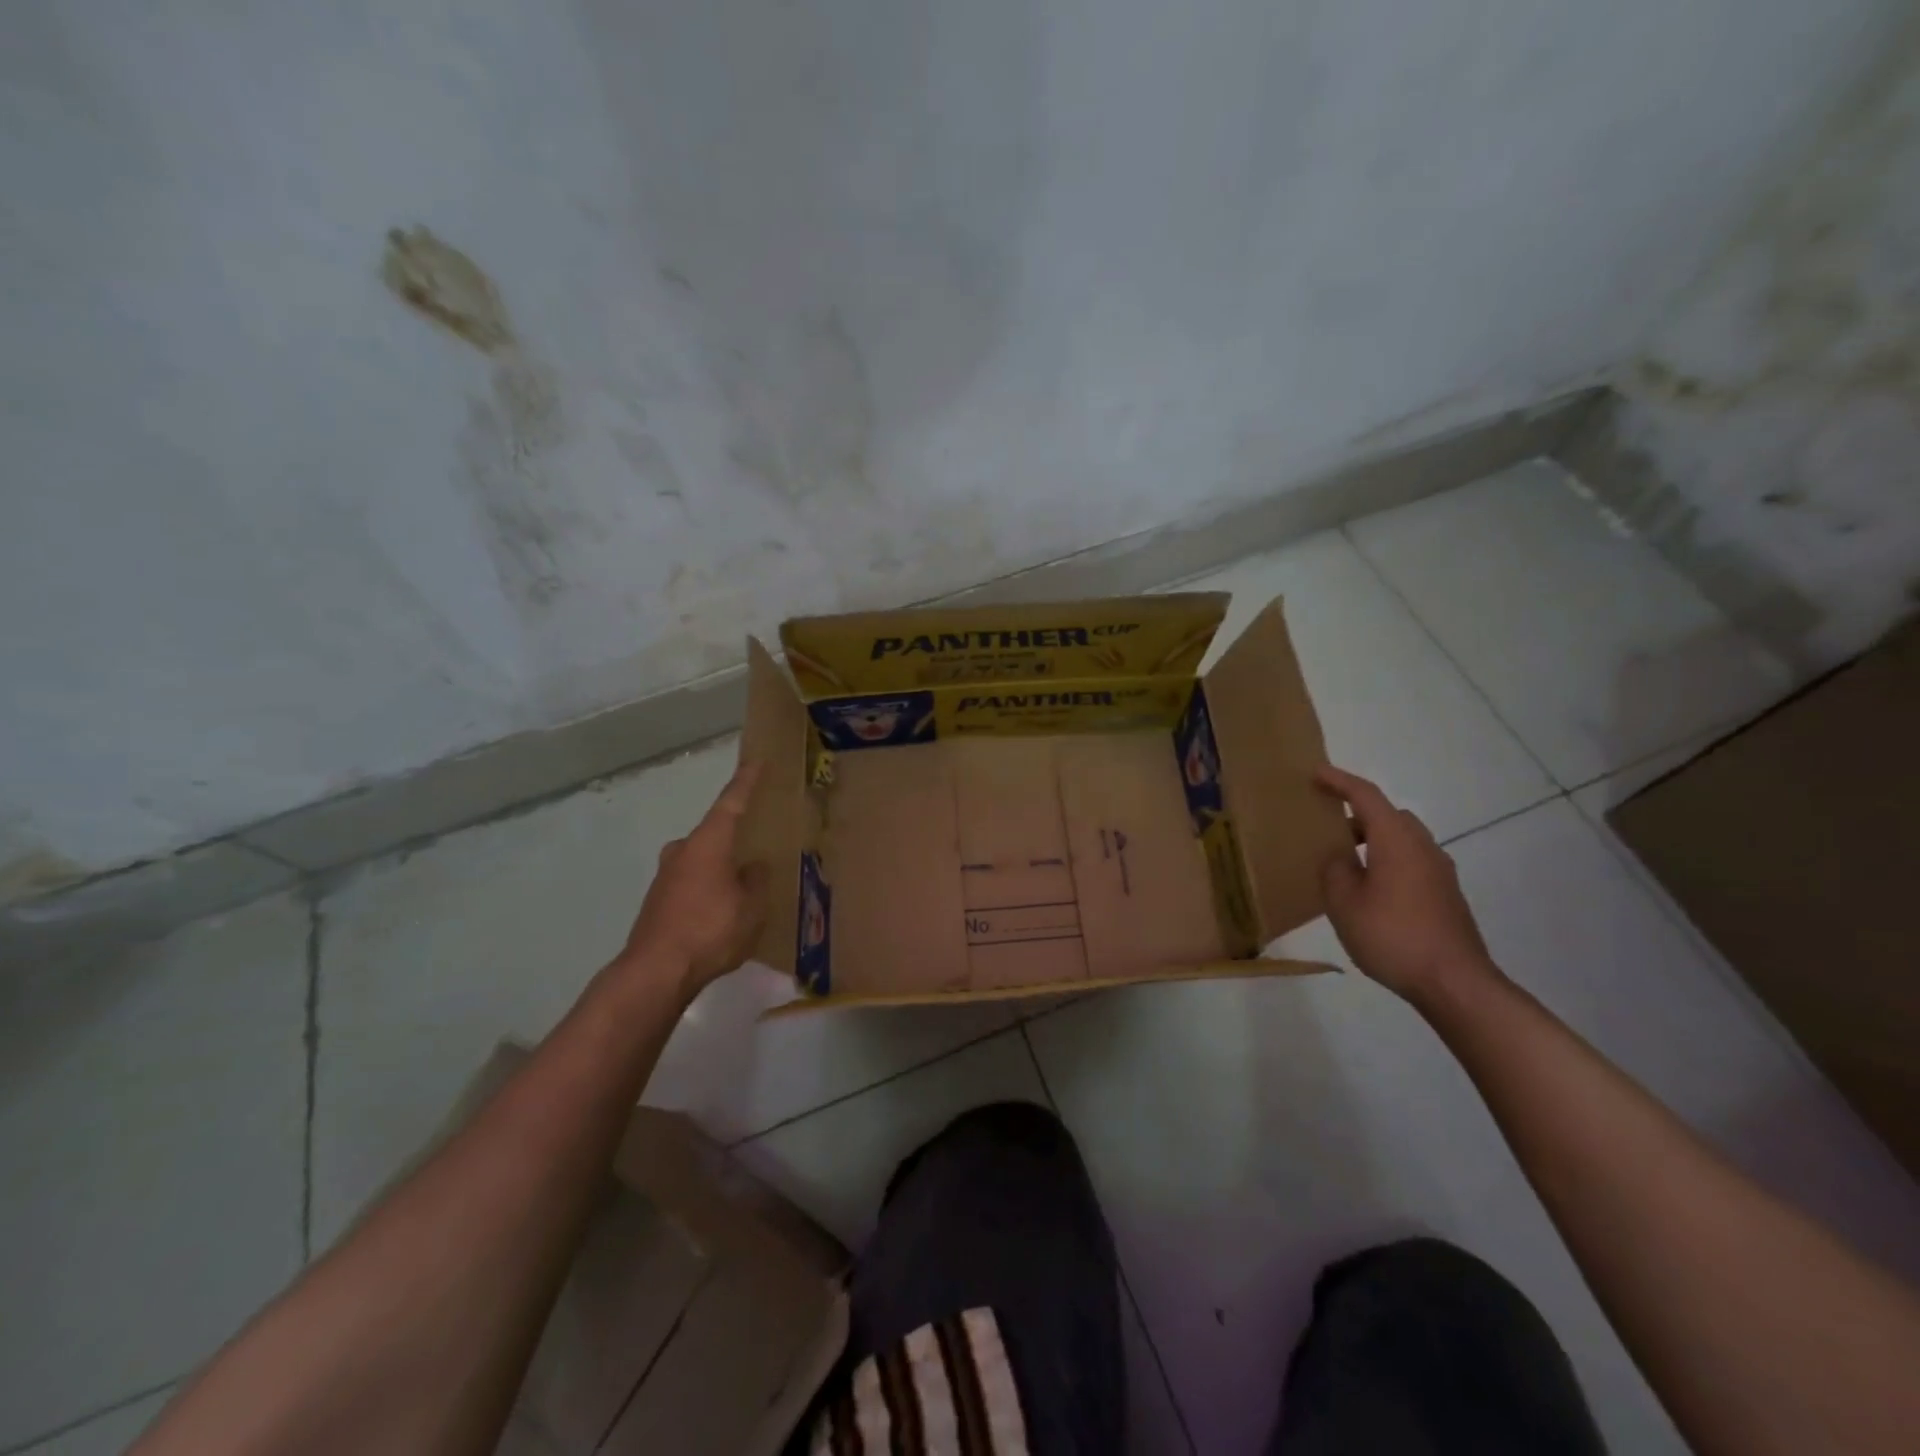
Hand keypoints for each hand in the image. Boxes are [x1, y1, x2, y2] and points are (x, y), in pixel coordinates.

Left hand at [619, 763, 769, 997]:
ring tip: (745, 884)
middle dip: (736, 837)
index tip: (757, 760)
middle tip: (758, 842)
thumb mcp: (751, 906)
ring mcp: (666, 877)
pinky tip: (723, 910)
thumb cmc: (710, 930)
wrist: (656, 972)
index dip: (746, 781)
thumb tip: (753, 866)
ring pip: (702, 860)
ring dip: (722, 867)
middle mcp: (683, 851)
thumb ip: (756, 880)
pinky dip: (709, 888)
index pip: (732, 802)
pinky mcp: (658, 901)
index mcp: (708, 843)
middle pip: (714, 833)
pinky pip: (693, 884)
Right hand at [1315, 764, 1499, 1007]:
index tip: (1315, 773)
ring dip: (1374, 840)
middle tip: (1328, 825)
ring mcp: (1439, 872)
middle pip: (1389, 815)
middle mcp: (1423, 847)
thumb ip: (1335, 870)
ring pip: (1403, 839)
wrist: (1455, 983)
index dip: (1339, 781)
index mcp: (1396, 840)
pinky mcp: (1446, 895)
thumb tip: (1340, 857)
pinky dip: (1388, 861)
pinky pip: (1412, 862)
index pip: (1366, 796)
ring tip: (1346, 862)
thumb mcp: (1344, 903)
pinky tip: (1371, 891)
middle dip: (1358, 813)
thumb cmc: (1392, 936)